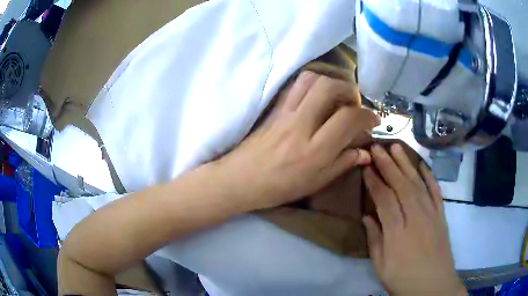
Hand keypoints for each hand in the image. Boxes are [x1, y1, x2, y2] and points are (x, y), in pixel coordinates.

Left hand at [219, 71, 379, 209]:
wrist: (240, 179)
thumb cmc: (279, 188)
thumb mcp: (316, 182)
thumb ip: (343, 164)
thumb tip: (365, 153)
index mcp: (315, 150)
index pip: (348, 118)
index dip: (367, 115)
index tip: (373, 120)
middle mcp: (300, 126)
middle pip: (329, 87)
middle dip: (350, 91)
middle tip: (355, 105)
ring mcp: (284, 113)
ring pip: (311, 79)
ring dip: (331, 82)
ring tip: (337, 98)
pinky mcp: (274, 108)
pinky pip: (295, 85)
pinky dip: (312, 84)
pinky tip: (317, 97)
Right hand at [362, 144, 466, 295]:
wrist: (433, 286)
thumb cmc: (403, 279)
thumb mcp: (381, 266)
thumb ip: (374, 240)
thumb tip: (366, 217)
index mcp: (397, 231)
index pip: (384, 198)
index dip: (374, 181)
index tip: (366, 166)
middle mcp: (416, 216)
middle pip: (401, 184)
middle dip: (388, 164)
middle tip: (377, 146)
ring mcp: (431, 213)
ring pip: (417, 182)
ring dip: (406, 163)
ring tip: (396, 147)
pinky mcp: (441, 215)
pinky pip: (436, 191)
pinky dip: (429, 176)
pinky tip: (422, 165)